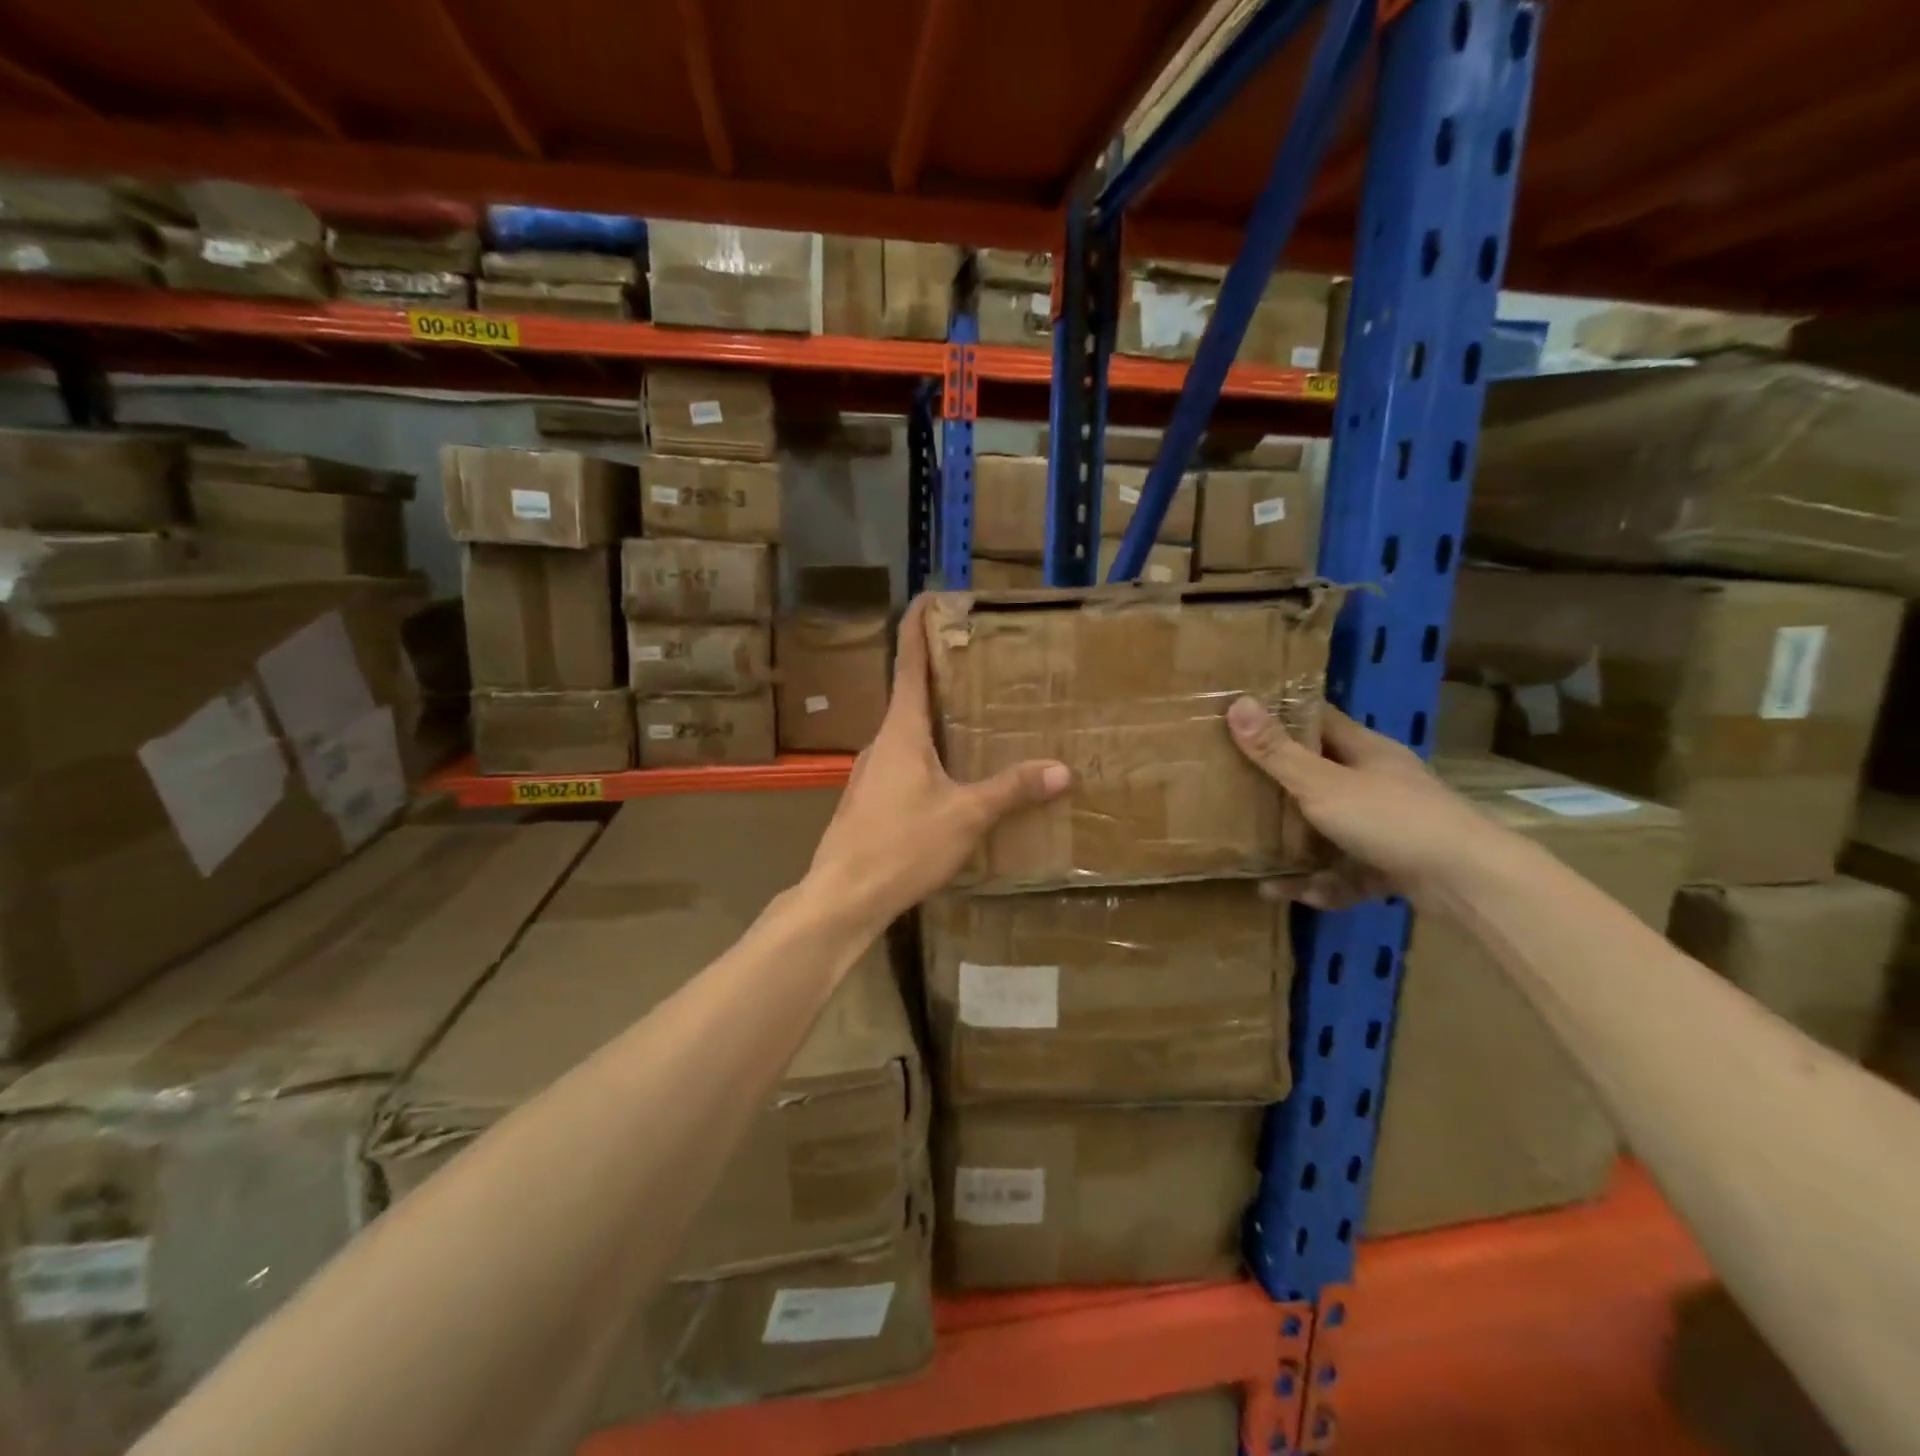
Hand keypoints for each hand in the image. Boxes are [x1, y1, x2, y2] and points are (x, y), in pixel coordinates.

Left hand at [808, 597, 1070, 927]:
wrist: (843, 896)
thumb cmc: (902, 845)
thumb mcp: (966, 816)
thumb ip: (1011, 790)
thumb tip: (1061, 770)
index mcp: (901, 731)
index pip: (908, 663)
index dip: (917, 627)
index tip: (929, 597)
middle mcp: (881, 743)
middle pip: (909, 696)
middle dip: (939, 676)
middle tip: (977, 664)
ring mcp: (870, 773)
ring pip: (906, 734)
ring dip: (934, 720)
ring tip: (972, 720)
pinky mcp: (868, 801)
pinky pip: (902, 763)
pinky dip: (927, 755)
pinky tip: (949, 778)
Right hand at [1226, 696, 1504, 911]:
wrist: (1468, 881)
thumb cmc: (1391, 819)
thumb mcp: (1322, 784)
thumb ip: (1277, 752)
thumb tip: (1236, 703)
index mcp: (1364, 751)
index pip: (1317, 719)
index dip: (1280, 715)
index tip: (1240, 718)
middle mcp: (1376, 782)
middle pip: (1318, 774)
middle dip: (1277, 786)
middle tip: (1234, 790)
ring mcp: (1387, 825)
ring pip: (1329, 828)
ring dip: (1294, 847)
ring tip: (1256, 861)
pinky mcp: (1393, 864)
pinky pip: (1345, 870)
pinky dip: (1321, 882)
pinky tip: (1292, 894)